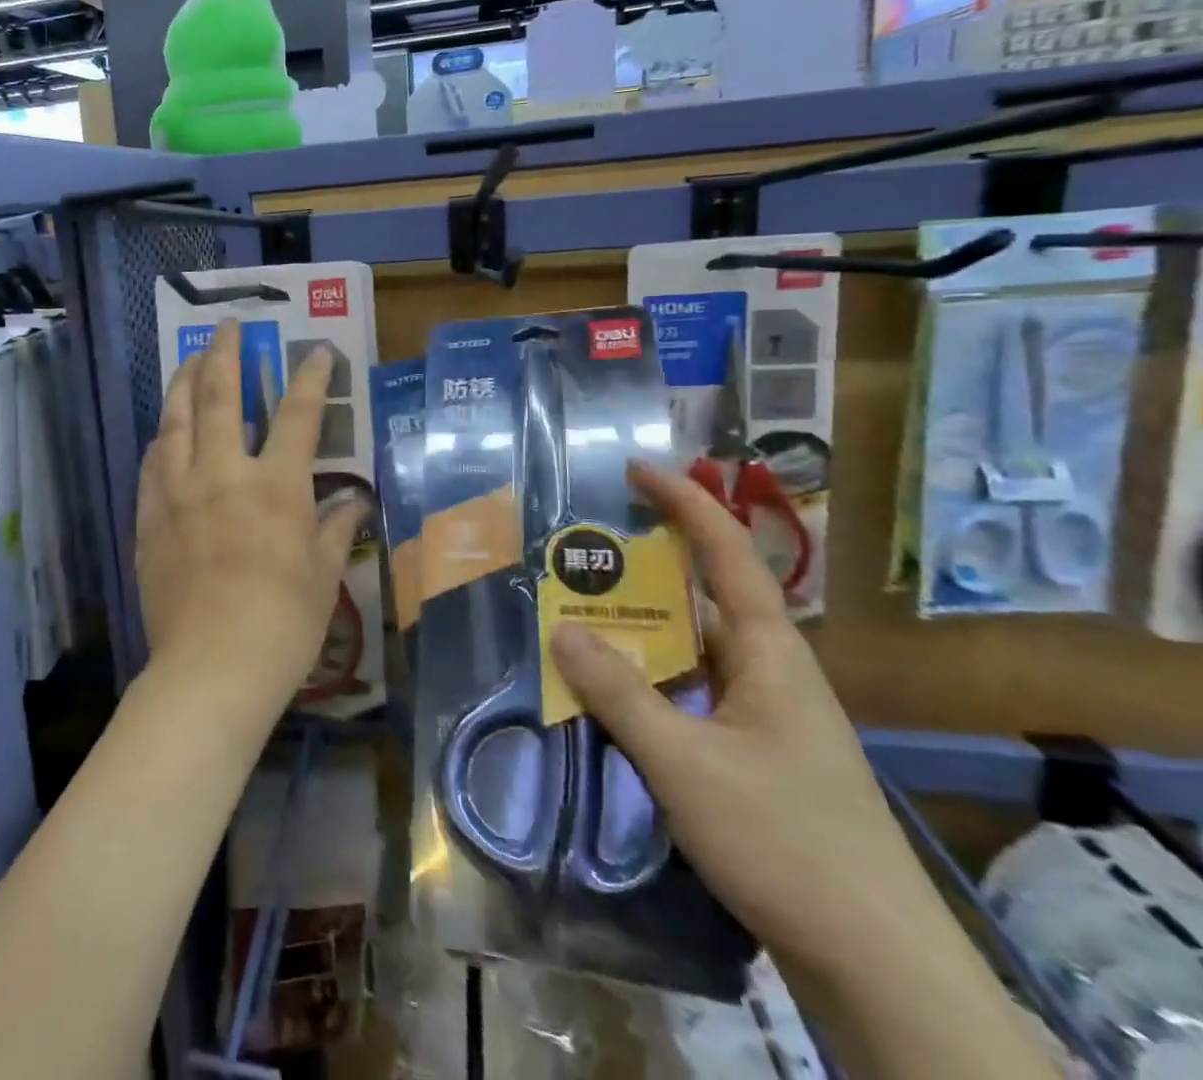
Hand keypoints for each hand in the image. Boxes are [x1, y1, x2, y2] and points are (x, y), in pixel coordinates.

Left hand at [135, 320, 367, 704]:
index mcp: (275, 486)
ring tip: (187, 361)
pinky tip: (162, 432)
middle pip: (219, 397)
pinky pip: (151, 464)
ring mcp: (178, 492)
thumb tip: (355, 503)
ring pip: (174, 420)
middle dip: (224, 355)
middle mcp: (223, 474)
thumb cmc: (282, 623)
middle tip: (226, 327)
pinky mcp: (148, 518)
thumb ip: (334, 530)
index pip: (299, 415)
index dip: (311, 378)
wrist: (212, 667)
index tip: (316, 351)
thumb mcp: (322, 576)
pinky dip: (160, 439)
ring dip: (181, 383)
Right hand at [547, 461, 936, 982]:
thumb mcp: (686, 763)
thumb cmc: (786, 843)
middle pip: (701, 598)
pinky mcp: (753, 758)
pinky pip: (688, 695)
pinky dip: (644, 681)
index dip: (685, 503)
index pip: (728, 555)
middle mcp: (770, 673)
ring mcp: (763, 718)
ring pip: (690, 651)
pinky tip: (604, 694)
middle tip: (577, 550)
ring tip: (573, 613)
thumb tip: (560, 628)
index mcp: (771, 655)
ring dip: (637, 631)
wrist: (876, 967)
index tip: (636, 469)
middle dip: (643, 567)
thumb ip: (619, 693)